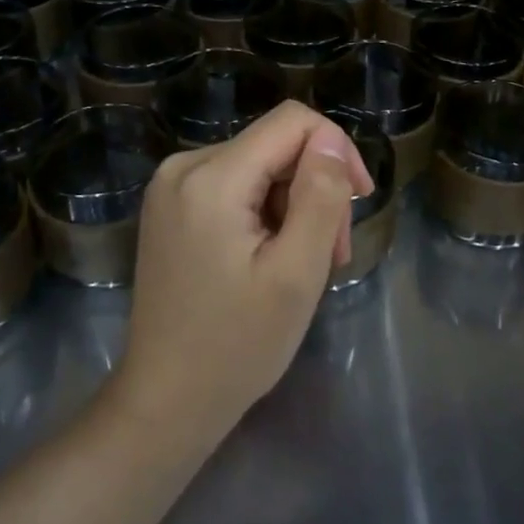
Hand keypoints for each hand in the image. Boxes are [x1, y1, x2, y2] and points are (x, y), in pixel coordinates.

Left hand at [109, 101, 374, 448]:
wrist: (165, 402)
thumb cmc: (237, 345)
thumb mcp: (297, 273)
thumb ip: (320, 196)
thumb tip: (331, 142)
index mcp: (211, 177)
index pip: (292, 121)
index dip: (337, 149)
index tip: (359, 201)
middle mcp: (184, 166)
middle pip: (276, 145)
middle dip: (315, 188)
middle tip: (333, 253)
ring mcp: (172, 186)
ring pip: (259, 165)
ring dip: (293, 204)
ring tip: (304, 264)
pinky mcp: (171, 206)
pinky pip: (235, 185)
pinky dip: (264, 212)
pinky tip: (271, 257)